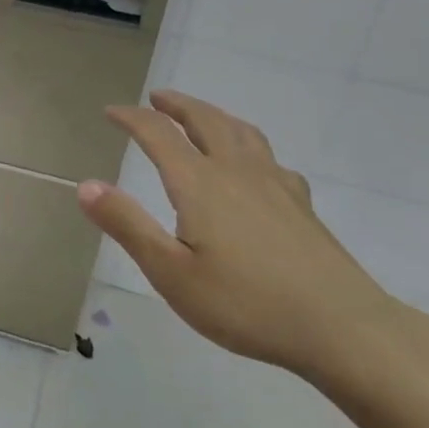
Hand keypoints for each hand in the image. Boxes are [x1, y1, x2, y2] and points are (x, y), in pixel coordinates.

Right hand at [76, 90, 423, 379]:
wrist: (344, 328)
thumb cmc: (247, 304)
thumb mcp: (171, 273)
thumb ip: (127, 225)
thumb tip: (85, 185)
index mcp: (199, 183)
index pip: (158, 134)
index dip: (131, 118)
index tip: (111, 112)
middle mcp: (235, 171)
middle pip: (204, 121)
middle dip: (176, 105)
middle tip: (156, 98)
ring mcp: (274, 184)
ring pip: (241, 131)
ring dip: (213, 115)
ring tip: (201, 116)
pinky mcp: (301, 205)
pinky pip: (269, 157)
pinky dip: (249, 145)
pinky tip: (255, 165)